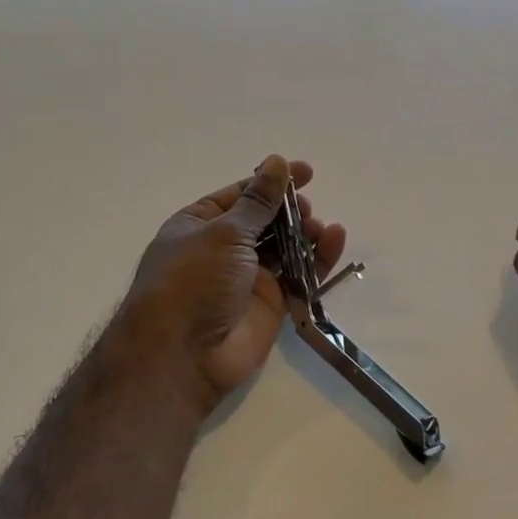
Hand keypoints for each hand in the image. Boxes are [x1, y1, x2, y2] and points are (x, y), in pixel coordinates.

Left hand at [122, 156, 346, 409]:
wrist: (183, 356)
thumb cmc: (193, 281)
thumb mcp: (225, 232)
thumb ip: (258, 201)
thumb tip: (276, 162)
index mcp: (199, 225)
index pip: (241, 195)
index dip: (271, 182)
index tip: (306, 172)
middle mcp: (222, 249)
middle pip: (266, 220)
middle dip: (290, 211)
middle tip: (307, 210)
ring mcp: (247, 278)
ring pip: (285, 247)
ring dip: (306, 233)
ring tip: (320, 228)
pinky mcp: (271, 304)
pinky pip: (299, 275)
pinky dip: (318, 258)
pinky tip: (335, 240)